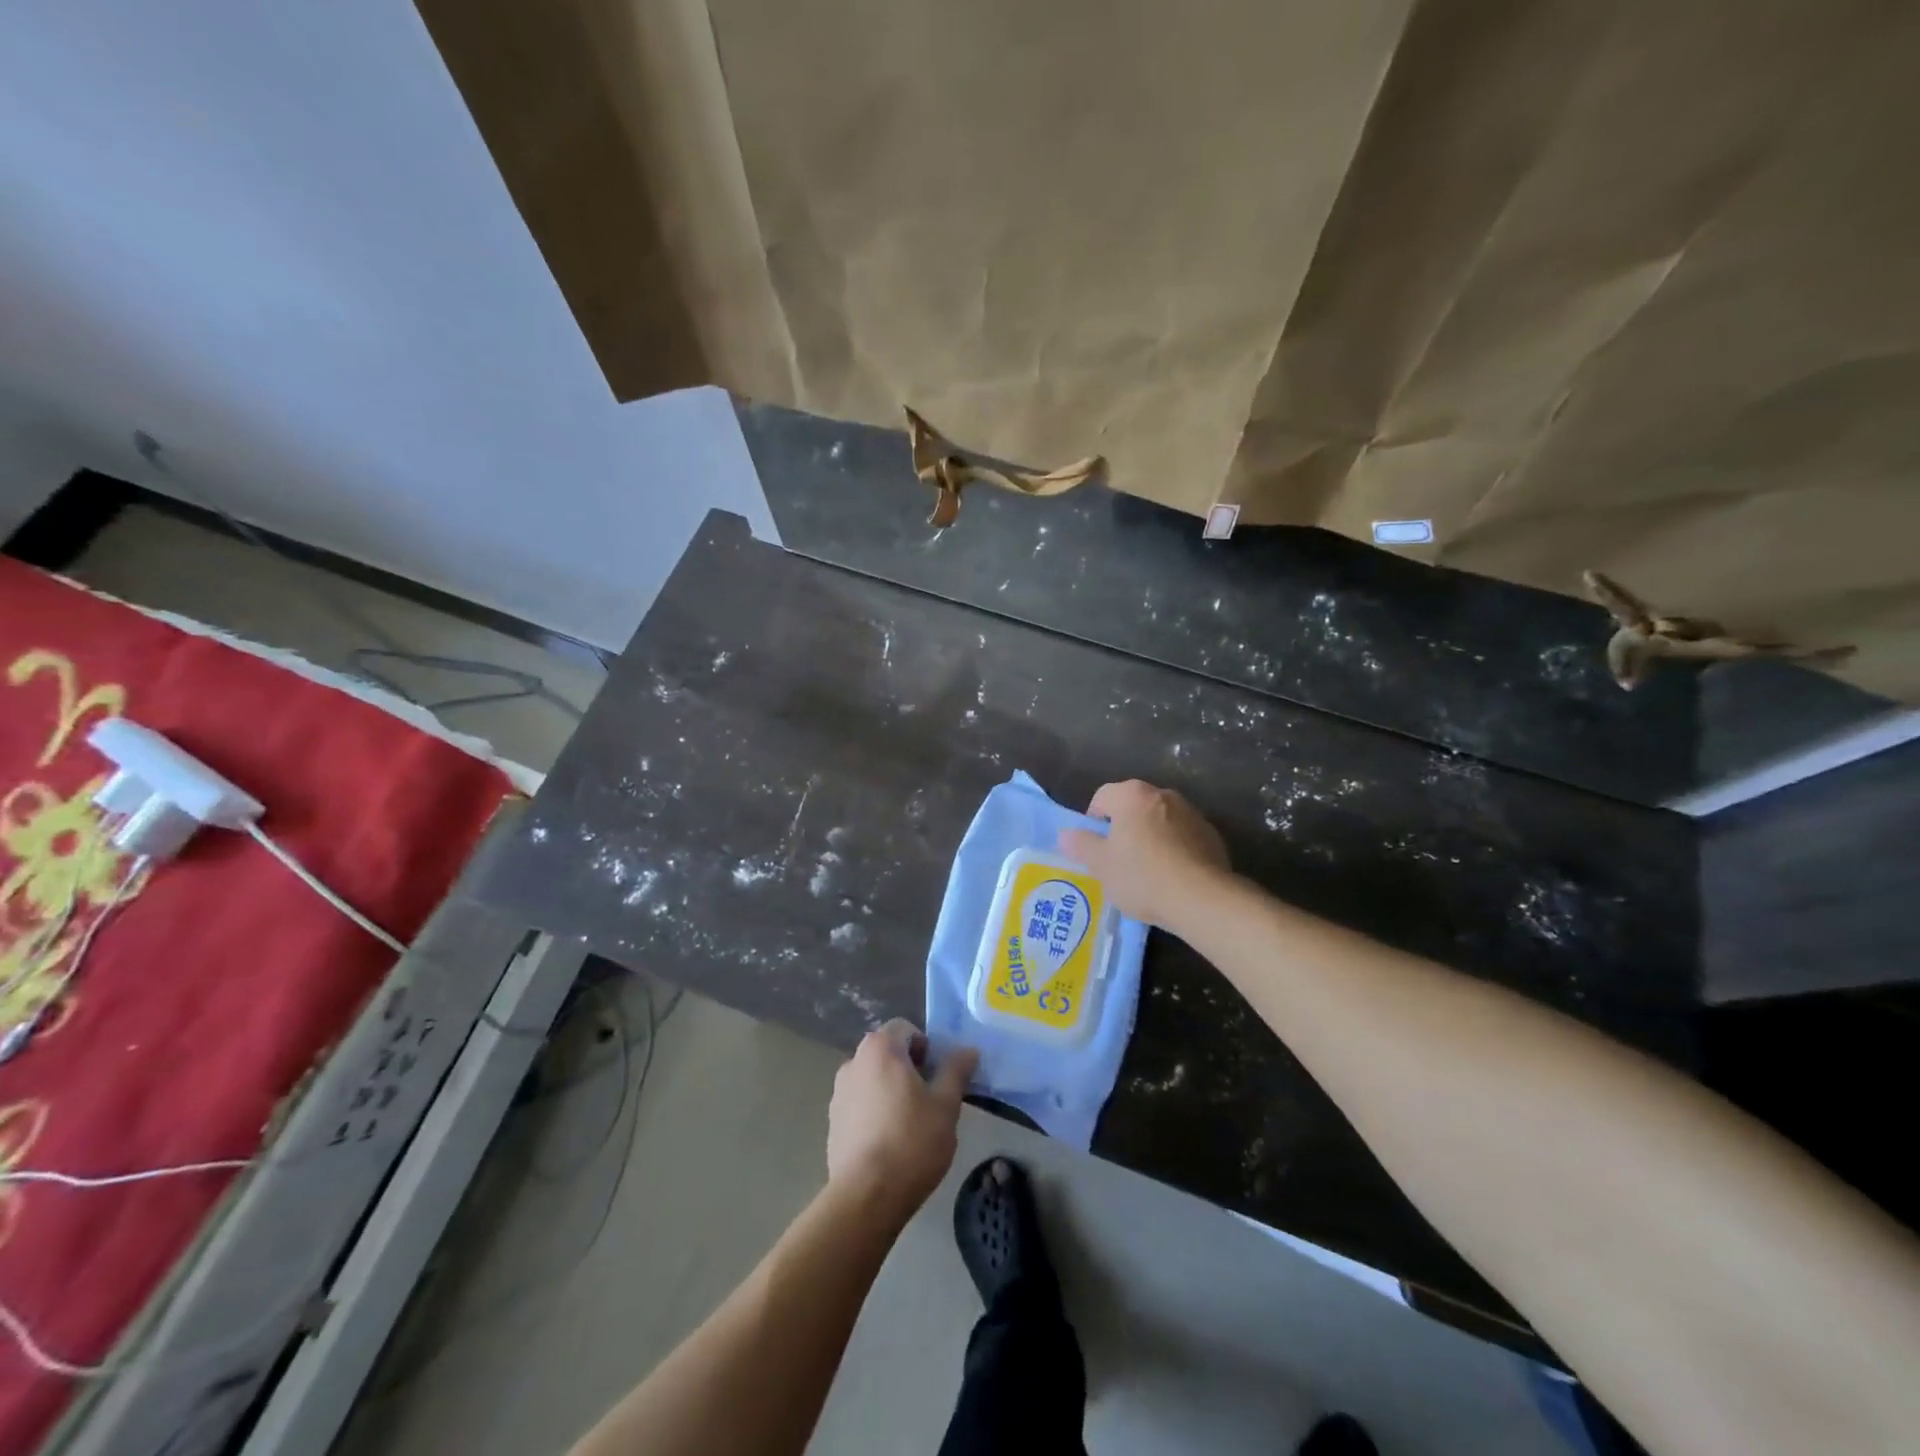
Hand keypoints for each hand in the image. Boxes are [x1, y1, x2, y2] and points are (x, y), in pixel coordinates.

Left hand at [827, 1021, 978, 1221]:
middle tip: (929, 1099)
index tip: (938, 1077)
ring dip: (890, 1089)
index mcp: (880, 1048)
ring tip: (910, 1124)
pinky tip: (888, 1142)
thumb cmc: (912, 1141)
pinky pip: (859, 1103)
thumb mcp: (946, 1105)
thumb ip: (956, 1071)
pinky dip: (874, 1111)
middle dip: (909, 1068)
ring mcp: (838, 1092)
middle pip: (887, 1052)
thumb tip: (968, 1050)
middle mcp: (853, 1061)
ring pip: (872, 1078)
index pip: (905, 1029)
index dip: (926, 1047)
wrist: (866, 1196)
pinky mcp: (831, 1121)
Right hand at [1058, 779, 1230, 929]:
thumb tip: (1066, 834)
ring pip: (1160, 821)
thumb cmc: (1142, 877)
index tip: (1096, 848)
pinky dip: (1175, 849)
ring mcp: (1192, 813)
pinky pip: (1183, 837)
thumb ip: (1081, 845)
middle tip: (1118, 860)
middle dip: (1124, 828)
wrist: (1202, 899)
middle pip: (1133, 806)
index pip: (1102, 796)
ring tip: (1148, 872)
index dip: (1093, 820)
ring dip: (1151, 837)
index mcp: (1132, 795)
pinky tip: (1173, 877)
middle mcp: (1163, 794)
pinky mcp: (1212, 835)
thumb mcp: (1101, 865)